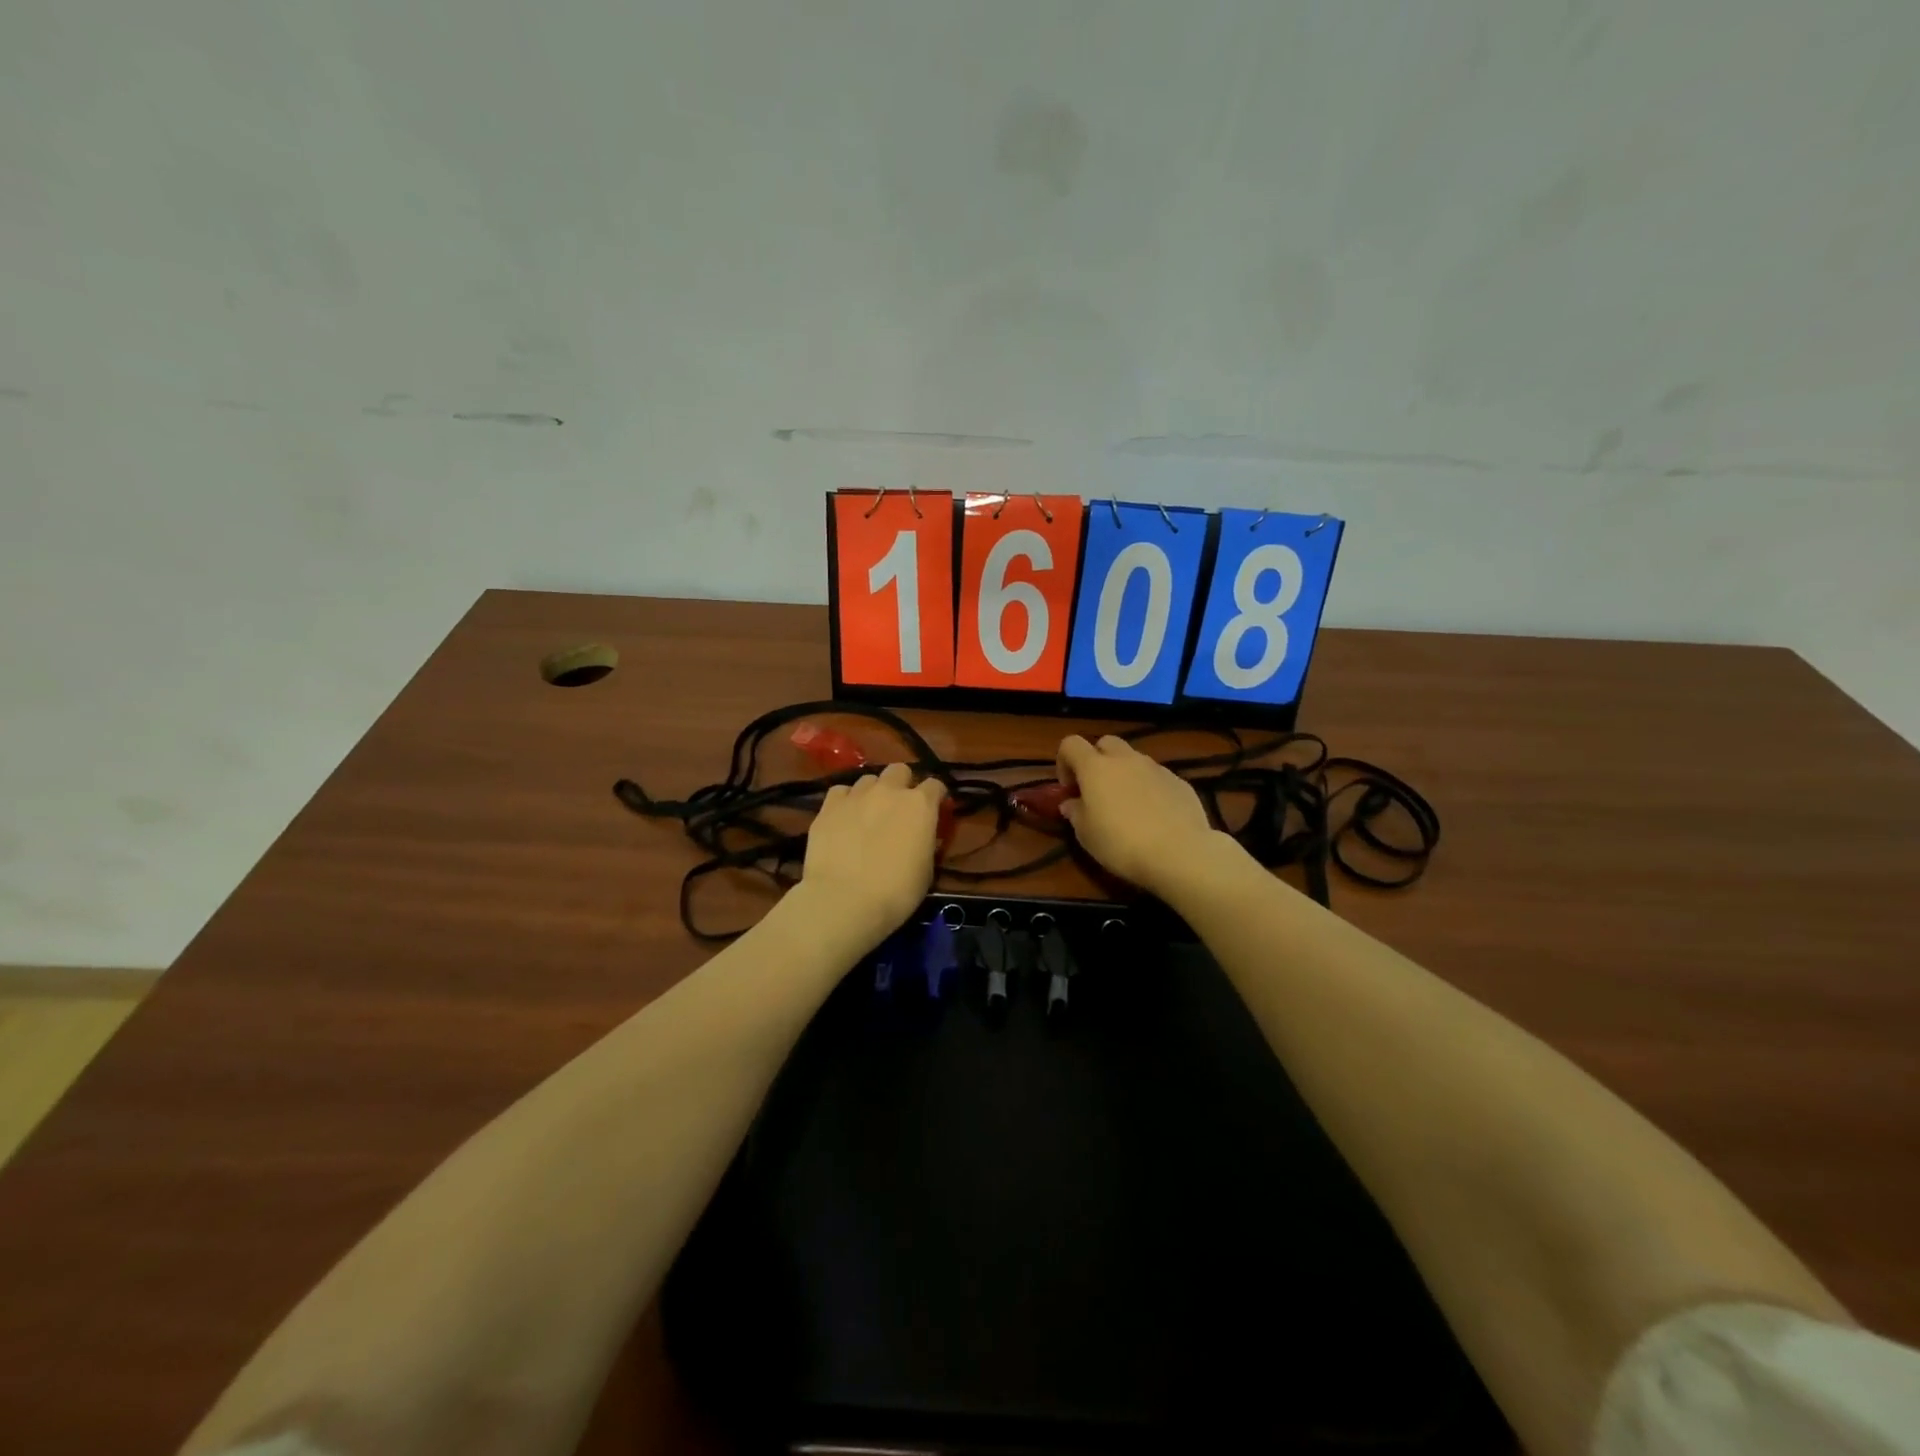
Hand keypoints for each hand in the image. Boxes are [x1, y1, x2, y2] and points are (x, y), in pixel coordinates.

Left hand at [801, 762, 944, 941]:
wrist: (845, 900)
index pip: (935, 785)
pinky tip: (843, 818)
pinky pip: (841, 792)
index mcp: (920, 805)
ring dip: (873, 792)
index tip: (934, 810)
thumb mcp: (926, 869)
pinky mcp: (829, 806)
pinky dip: (845, 801)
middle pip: (900, 770)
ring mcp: (856, 795)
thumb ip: (924, 841)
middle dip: (902, 784)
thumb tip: (920, 835)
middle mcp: (889, 790)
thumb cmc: (896, 892)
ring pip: (868, 779)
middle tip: (898, 807)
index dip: (935, 797)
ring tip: (867, 813)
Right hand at [1056, 734, 1216, 895]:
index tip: (1069, 789)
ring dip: (1125, 775)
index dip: (1064, 762)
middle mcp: (1126, 759)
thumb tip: (1071, 803)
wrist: (1179, 853)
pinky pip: (1156, 777)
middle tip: (1097, 791)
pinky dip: (1149, 788)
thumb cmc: (1121, 843)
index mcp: (1096, 767)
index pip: (1071, 744)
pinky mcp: (1179, 782)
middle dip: (1097, 760)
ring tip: (1128, 807)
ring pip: (1134, 760)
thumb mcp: (1086, 835)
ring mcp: (1156, 768)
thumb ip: (1075, 813)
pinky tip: (1154, 817)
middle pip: (1106, 743)